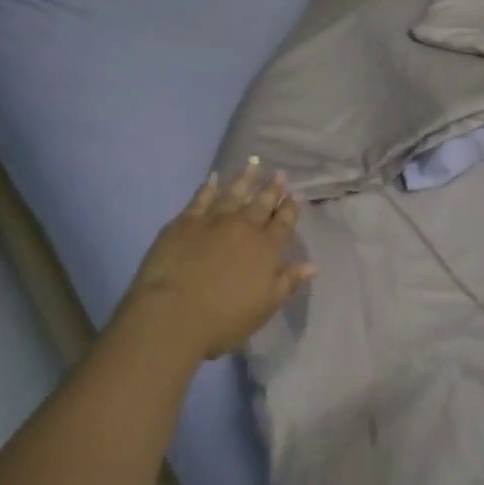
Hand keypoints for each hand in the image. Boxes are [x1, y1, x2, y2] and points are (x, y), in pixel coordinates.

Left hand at [118, 159, 314, 362]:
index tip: (295, 195)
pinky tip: (213, 178)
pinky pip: (201, 198)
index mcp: (267, 248)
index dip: (291, 208)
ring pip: (234, 193)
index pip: (284, 222)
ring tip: (253, 165)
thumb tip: (311, 265)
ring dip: (245, 179)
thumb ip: (287, 282)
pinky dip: (209, 187)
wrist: (172, 314)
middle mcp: (244, 227)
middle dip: (272, 188)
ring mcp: (213, 220)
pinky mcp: (185, 222)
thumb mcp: (264, 307)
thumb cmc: (223, 319)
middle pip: (262, 203)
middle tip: (280, 174)